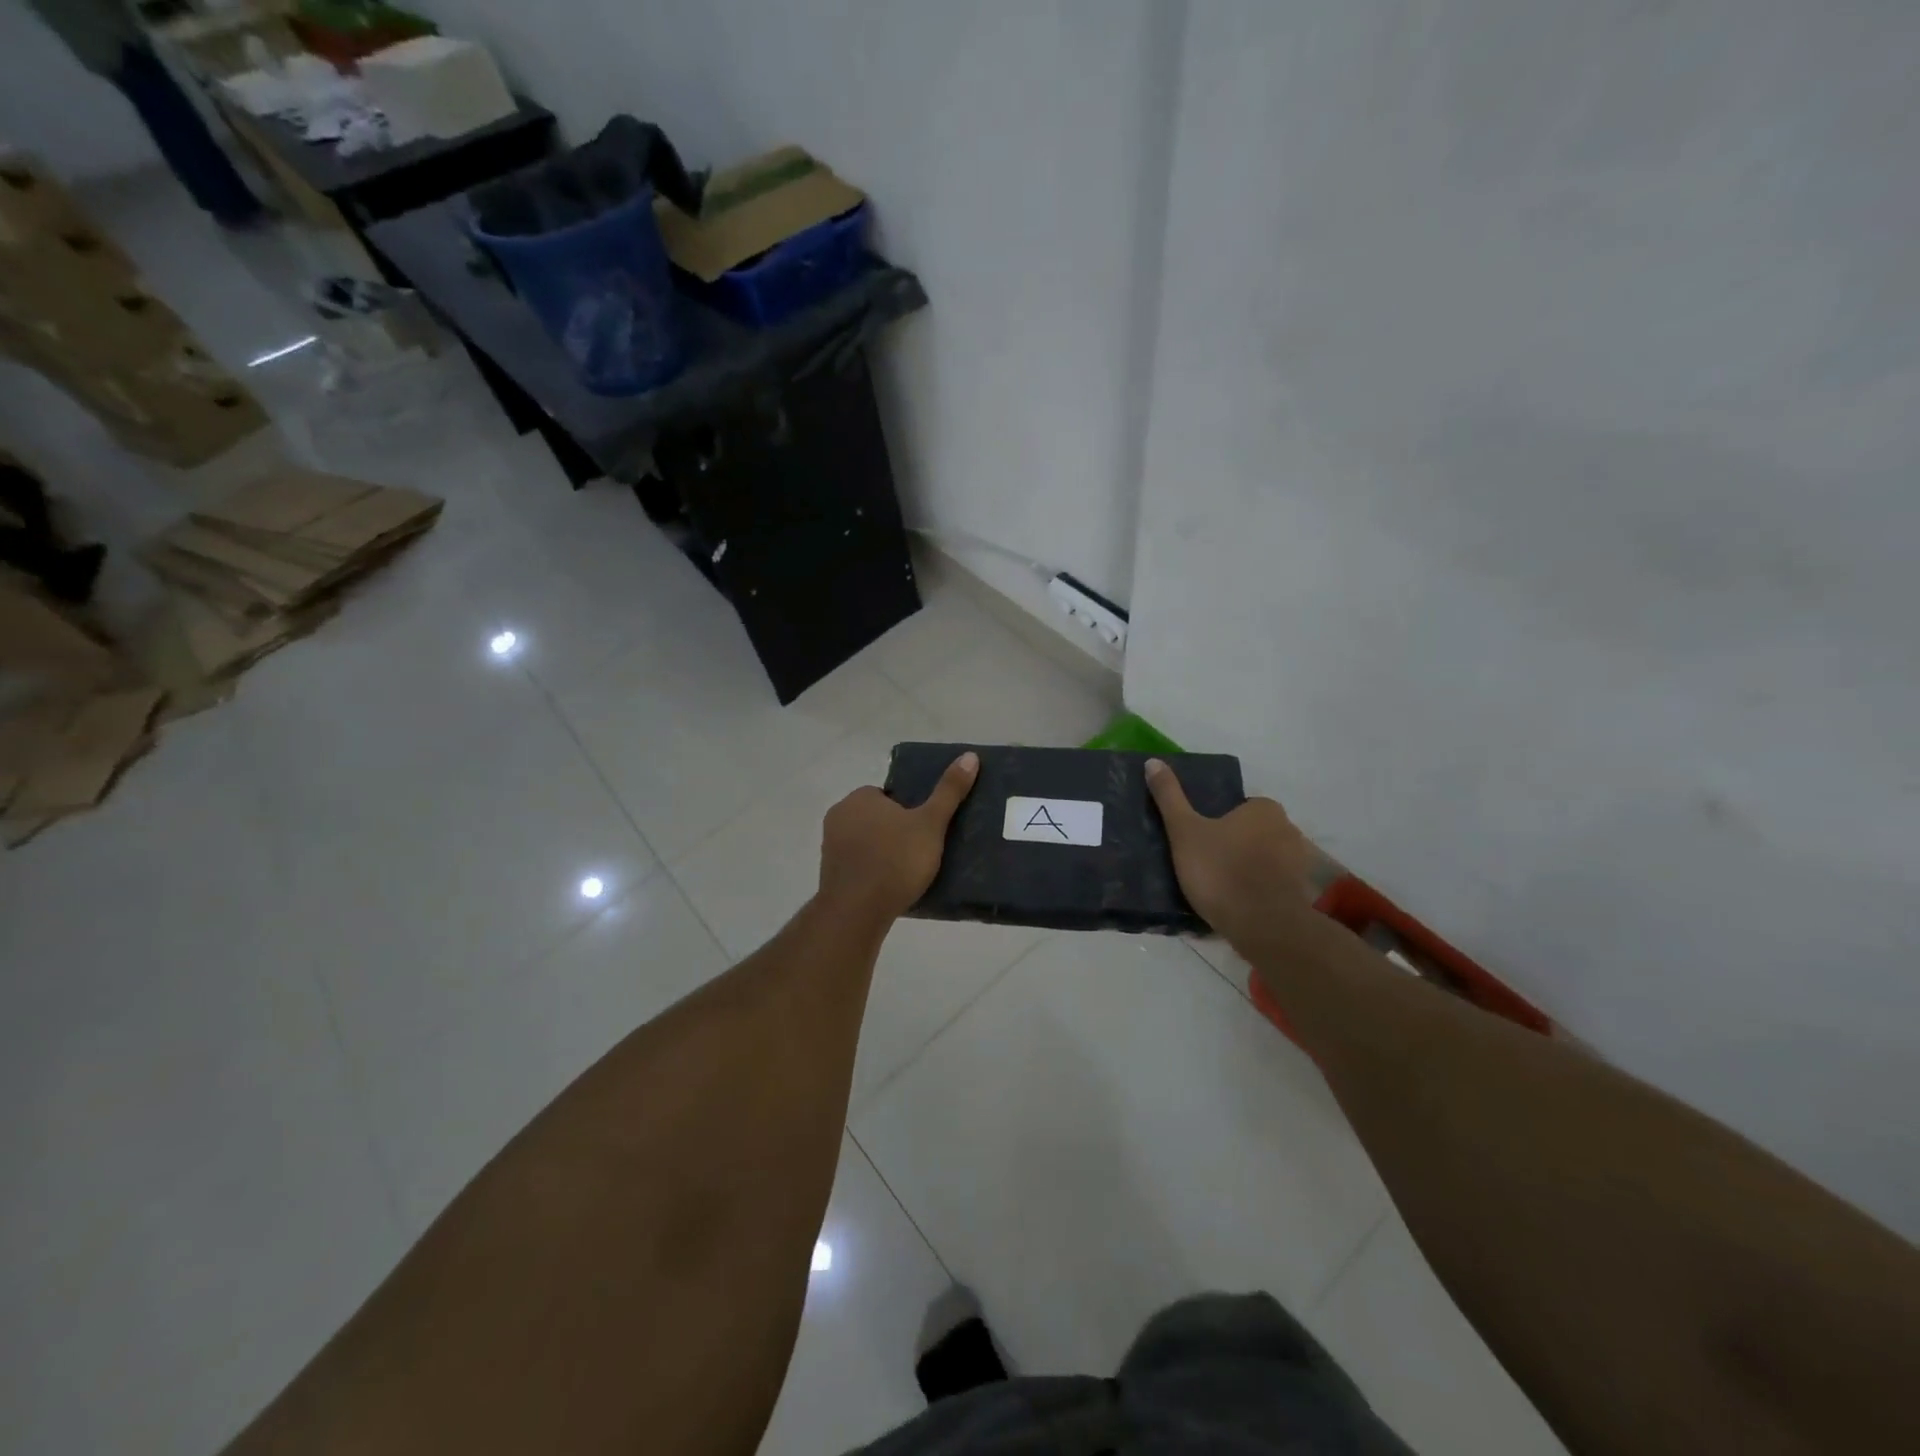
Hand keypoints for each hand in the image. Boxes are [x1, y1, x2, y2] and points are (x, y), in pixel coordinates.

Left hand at [818, 752, 978, 923]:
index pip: (889, 795)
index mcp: (859, 798)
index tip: (926, 829)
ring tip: (910, 872)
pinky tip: (890, 887)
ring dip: (884, 852)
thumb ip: (949, 791)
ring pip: (866, 842)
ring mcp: (830, 846)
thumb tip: (969, 756)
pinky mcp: (829, 874)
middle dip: (896, 831)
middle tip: (922, 851)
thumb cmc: (895, 861)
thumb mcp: (930, 823)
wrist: (857, 911)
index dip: (909, 810)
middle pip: (877, 818)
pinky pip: (858, 865)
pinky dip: (872, 872)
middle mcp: (839, 816)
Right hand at [1146, 758, 1311, 941]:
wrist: (1263, 925)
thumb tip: (1153, 761)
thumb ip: (1169, 796)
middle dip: (1234, 845)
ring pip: (1265, 860)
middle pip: (1253, 832)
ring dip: (1248, 870)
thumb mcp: (1185, 830)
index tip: (1200, 841)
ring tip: (1218, 890)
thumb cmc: (1221, 870)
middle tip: (1205, 864)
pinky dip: (1258, 891)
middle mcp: (1288, 829)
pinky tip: (1237, 906)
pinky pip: (1273, 885)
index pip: (1239, 807)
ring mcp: (1299, 864)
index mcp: (1264, 809)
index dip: (1218, 822)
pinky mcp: (1300, 894)